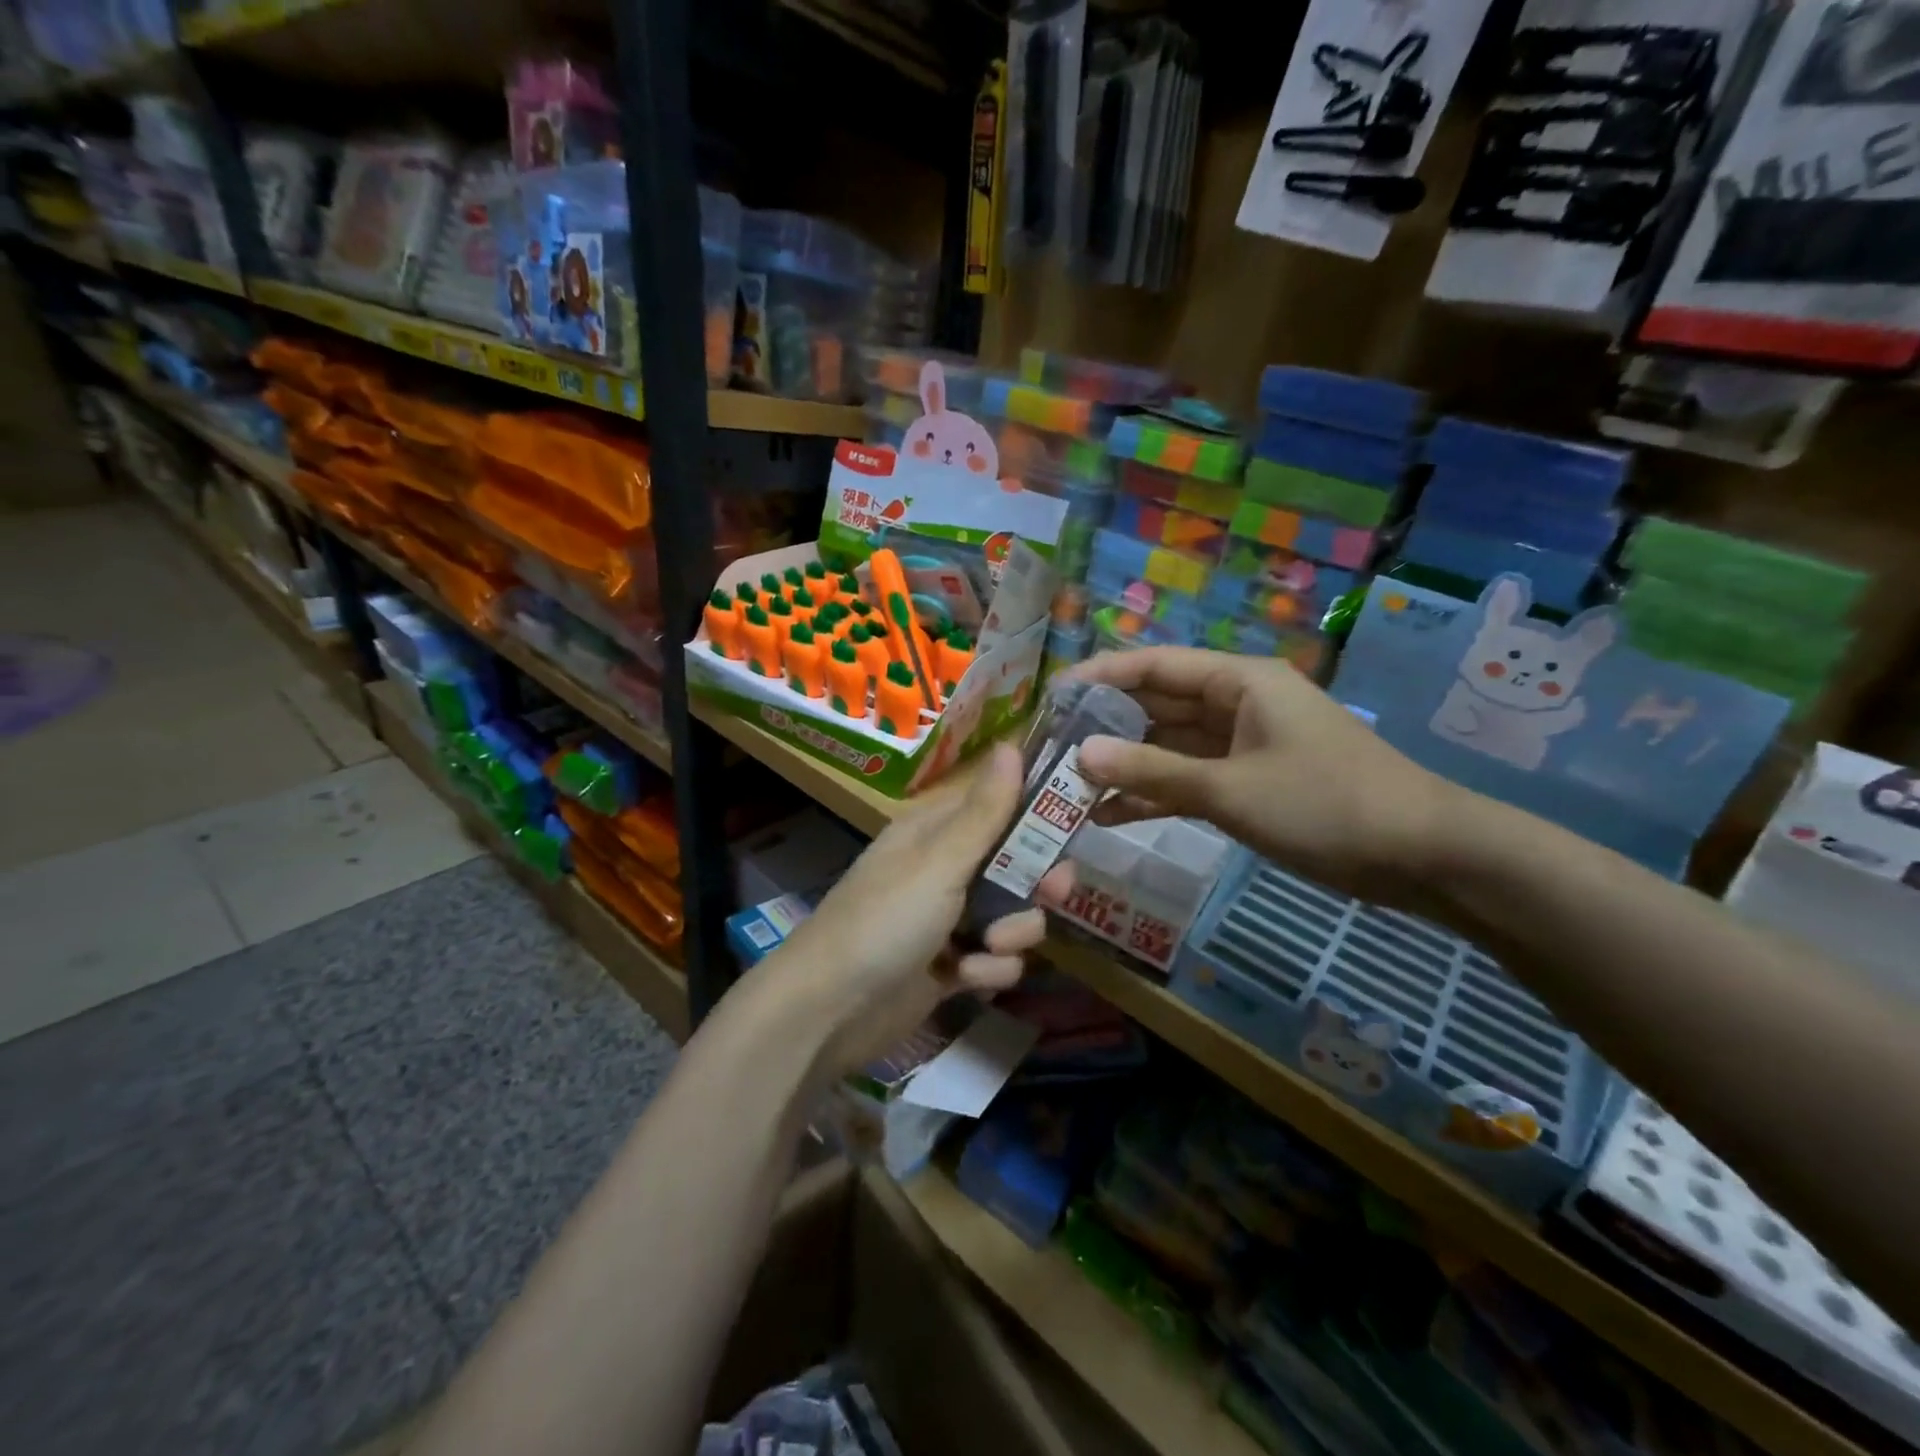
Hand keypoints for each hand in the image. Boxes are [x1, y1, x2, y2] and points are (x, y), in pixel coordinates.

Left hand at [770, 742, 1062, 1077]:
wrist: (830, 1009)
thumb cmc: (885, 920)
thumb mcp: (939, 862)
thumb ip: (984, 812)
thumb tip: (1011, 744)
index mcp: (935, 831)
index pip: (998, 806)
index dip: (1038, 813)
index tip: (1073, 824)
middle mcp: (945, 869)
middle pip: (1015, 863)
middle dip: (1036, 881)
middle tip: (1052, 892)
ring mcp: (948, 919)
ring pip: (1013, 914)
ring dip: (1012, 933)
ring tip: (988, 947)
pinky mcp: (951, 966)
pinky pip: (995, 959)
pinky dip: (987, 970)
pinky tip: (964, 979)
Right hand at [1066, 648, 1461, 912]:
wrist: (1421, 855)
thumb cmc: (1324, 804)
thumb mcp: (1230, 788)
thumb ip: (1153, 771)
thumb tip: (1082, 755)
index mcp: (1238, 681)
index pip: (1154, 666)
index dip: (1100, 676)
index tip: (1051, 696)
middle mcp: (1235, 704)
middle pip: (1157, 705)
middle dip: (1106, 726)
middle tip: (1051, 748)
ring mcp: (1242, 745)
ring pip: (1169, 747)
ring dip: (1126, 766)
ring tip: (1069, 786)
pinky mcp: (1248, 783)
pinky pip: (1190, 780)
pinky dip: (1156, 795)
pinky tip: (1110, 815)